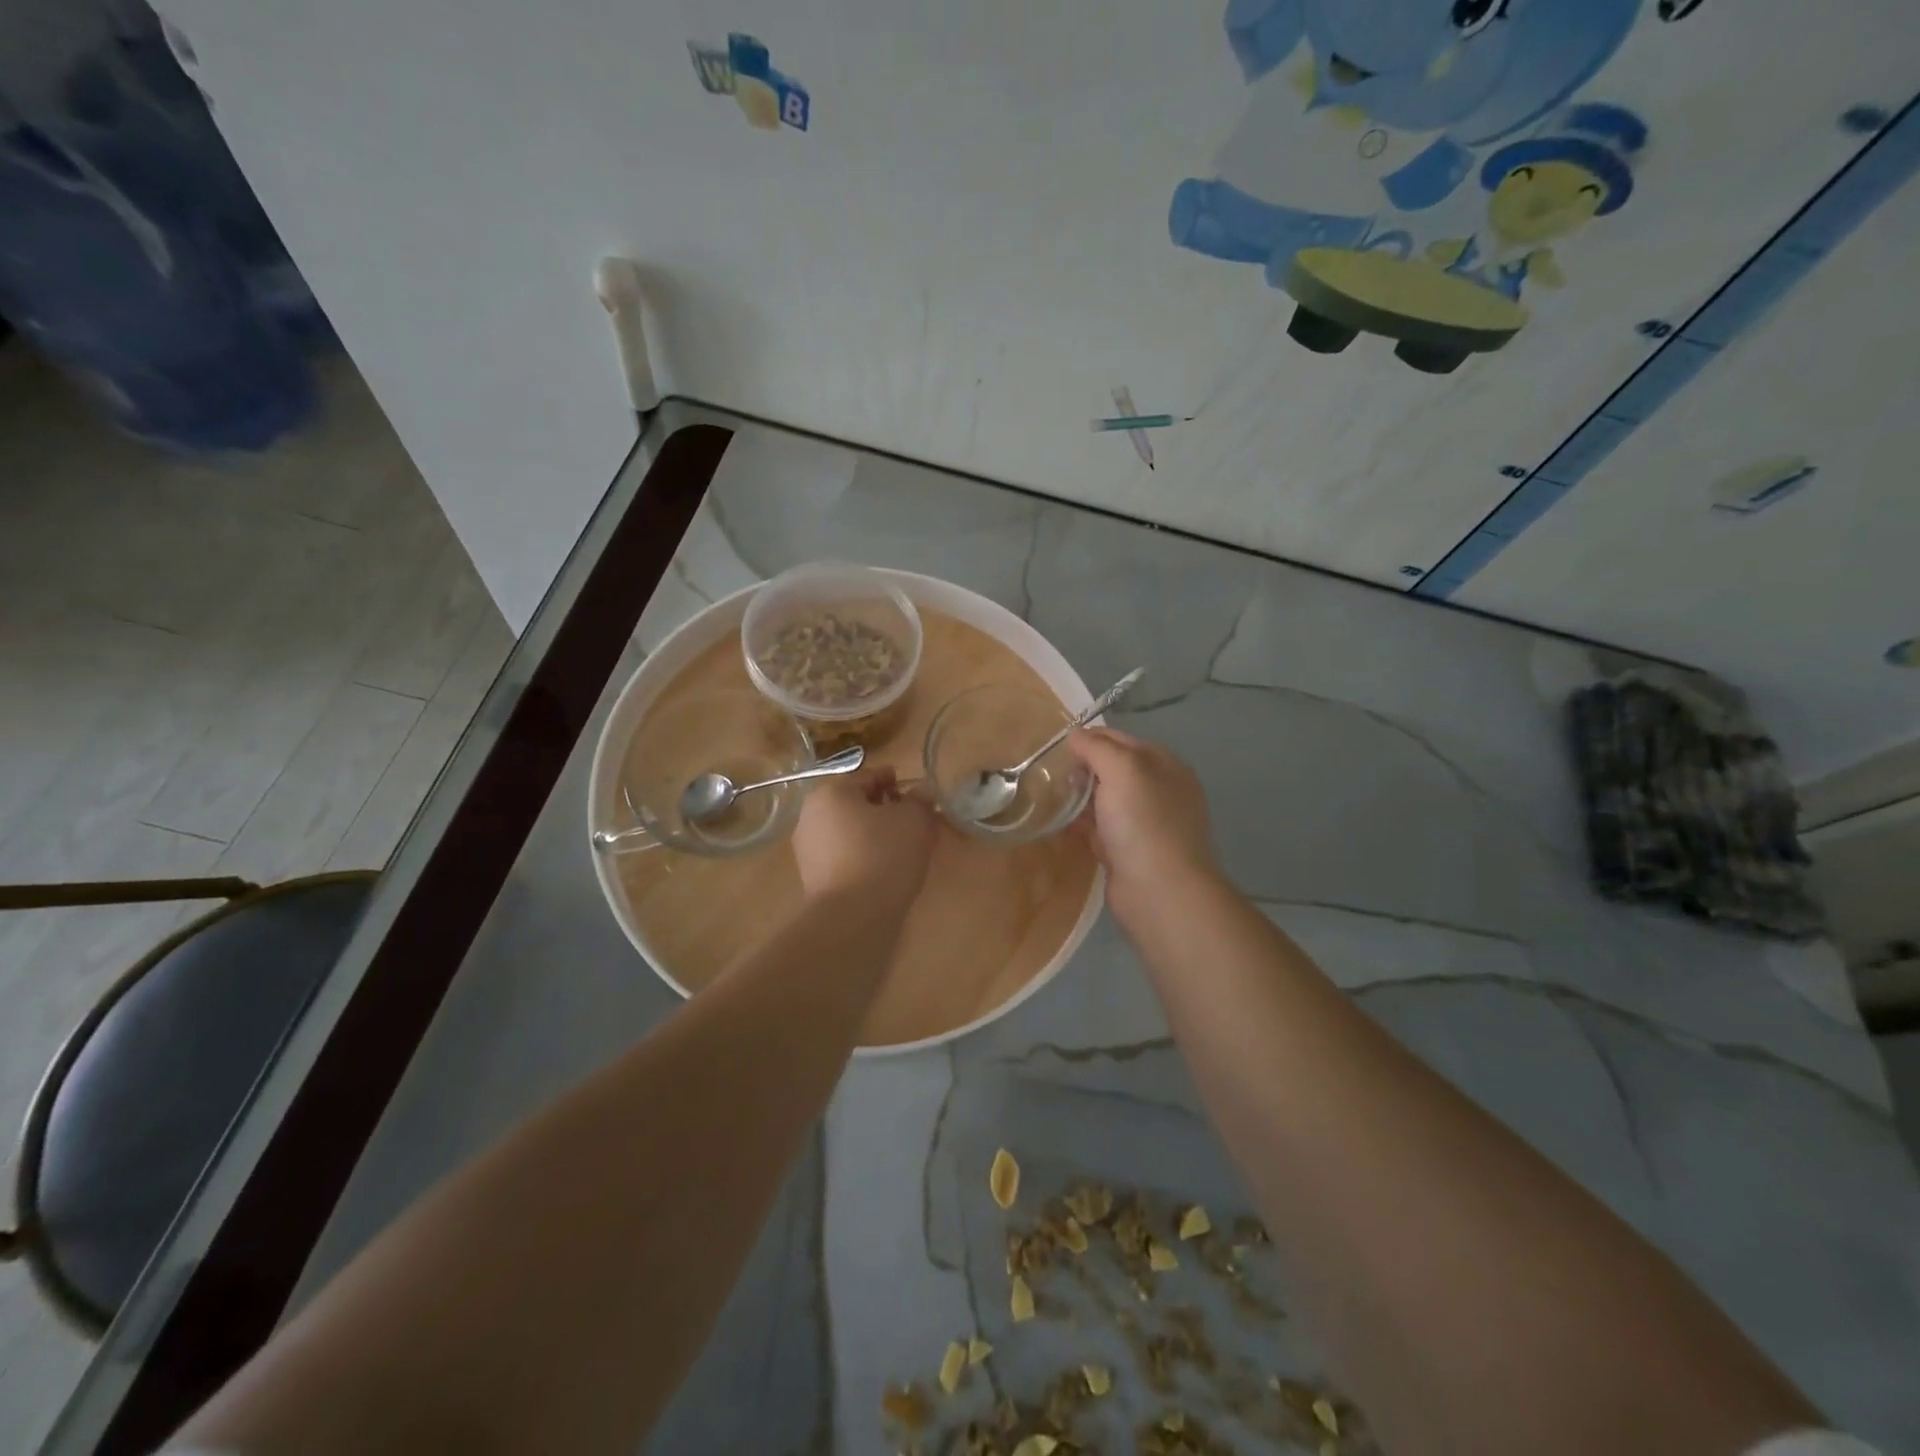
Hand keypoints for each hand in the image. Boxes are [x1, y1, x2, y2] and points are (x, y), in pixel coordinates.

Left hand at [791, 767, 937, 912]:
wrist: (853, 917)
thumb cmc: (883, 855)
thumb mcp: (914, 820)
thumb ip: (920, 800)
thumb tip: (922, 792)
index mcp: (831, 792)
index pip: (870, 777)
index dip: (897, 783)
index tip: (919, 797)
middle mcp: (811, 816)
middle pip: (857, 805)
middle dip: (886, 811)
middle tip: (916, 824)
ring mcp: (808, 850)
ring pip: (851, 832)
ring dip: (876, 835)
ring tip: (906, 850)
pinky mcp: (813, 879)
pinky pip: (846, 857)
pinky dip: (866, 857)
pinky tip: (887, 871)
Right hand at [1068, 728, 1219, 922]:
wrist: (1159, 892)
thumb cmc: (1143, 823)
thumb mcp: (1122, 770)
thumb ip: (1097, 747)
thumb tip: (1075, 736)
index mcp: (1164, 765)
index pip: (1120, 739)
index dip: (1089, 740)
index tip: (1056, 749)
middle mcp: (1159, 790)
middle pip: (1112, 769)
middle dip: (1082, 769)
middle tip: (1050, 776)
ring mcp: (1146, 823)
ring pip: (1106, 800)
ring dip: (1080, 798)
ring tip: (1049, 797)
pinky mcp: (1130, 851)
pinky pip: (1102, 828)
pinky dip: (1083, 825)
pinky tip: (1062, 825)